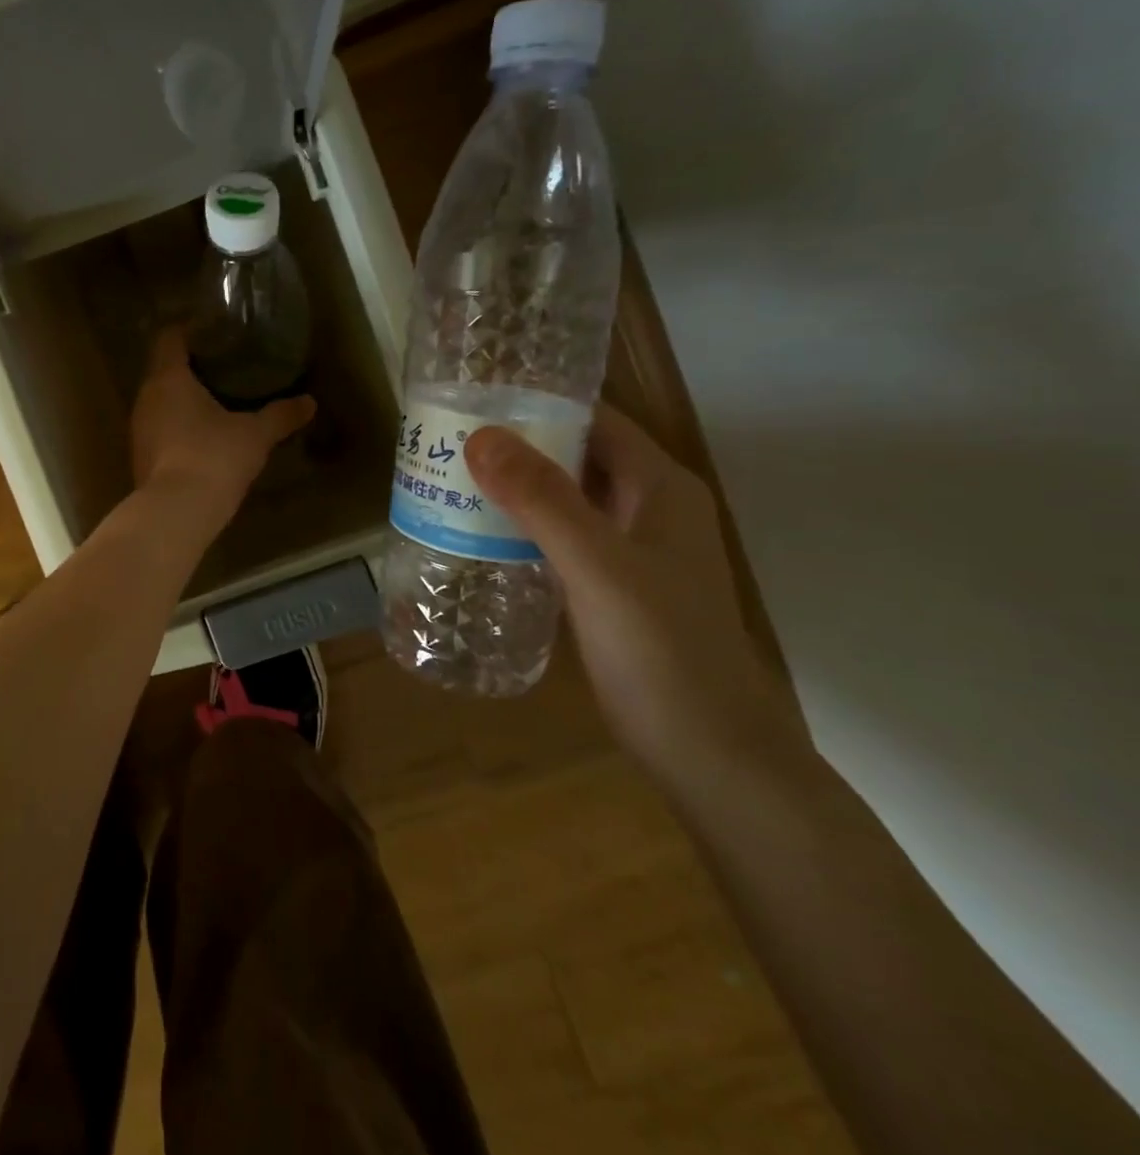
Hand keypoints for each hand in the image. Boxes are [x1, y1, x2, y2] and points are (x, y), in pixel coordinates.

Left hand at [130, 327, 314, 524]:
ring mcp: (139, 430)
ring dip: (184, 399)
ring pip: (160, 402)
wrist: (176, 513)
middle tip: (225, 367)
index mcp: (168, 379)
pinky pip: (160, 429)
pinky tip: (203, 437)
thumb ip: (280, 415)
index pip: (170, 338)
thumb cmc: (214, 458)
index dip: (190, 330)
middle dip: (191, 367)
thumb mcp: (255, 435)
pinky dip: (178, 426)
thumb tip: (309, 402)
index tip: (215, 332)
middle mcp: (146, 398)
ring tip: (217, 401)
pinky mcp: (140, 457)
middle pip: (164, 370)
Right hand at [463, 406, 812, 786]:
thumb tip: (481, 436)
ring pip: (567, 499)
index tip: (472, 401)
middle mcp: (649, 508)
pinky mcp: (613, 586)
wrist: (709, 754)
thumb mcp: (597, 567)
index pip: (595, 420)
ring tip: (449, 481)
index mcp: (660, 487)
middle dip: (516, 447)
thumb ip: (542, 500)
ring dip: (515, 489)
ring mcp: (633, 550)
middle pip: (577, 457)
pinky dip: (523, 529)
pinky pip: (562, 538)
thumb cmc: (661, 650)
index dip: (538, 404)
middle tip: (446, 442)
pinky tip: (479, 537)